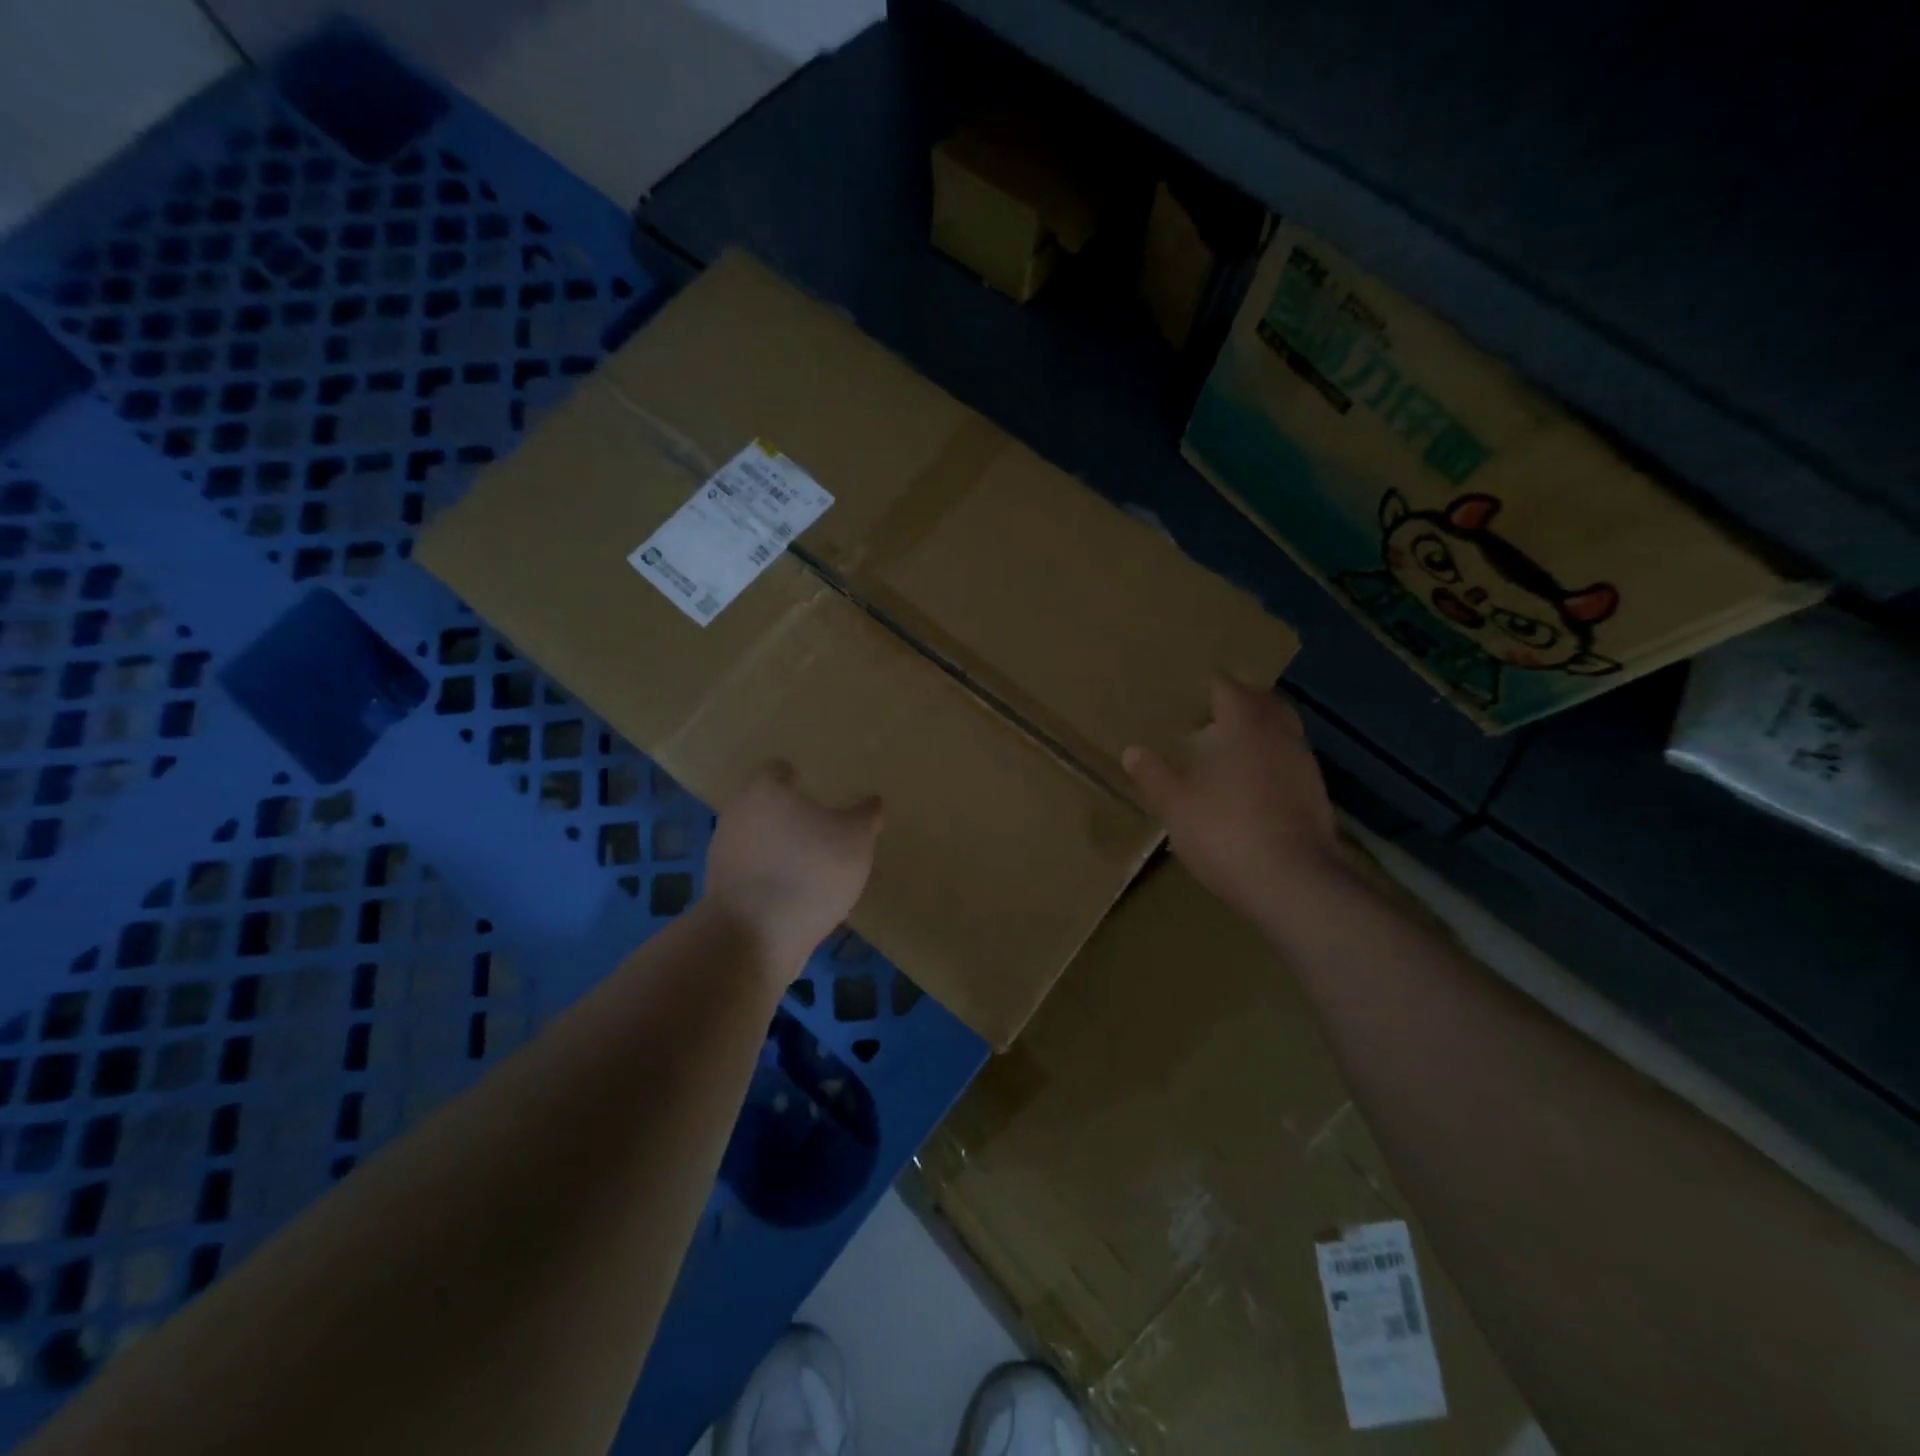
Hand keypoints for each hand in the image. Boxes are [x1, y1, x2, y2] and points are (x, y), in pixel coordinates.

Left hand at [705, 762, 881, 970]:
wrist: (755, 934)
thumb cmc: (810, 870)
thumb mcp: (856, 839)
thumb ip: (865, 816)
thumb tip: (872, 801)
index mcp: (766, 790)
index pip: (777, 769)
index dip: (796, 777)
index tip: (814, 789)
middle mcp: (737, 813)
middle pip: (764, 804)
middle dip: (788, 814)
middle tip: (819, 828)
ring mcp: (723, 852)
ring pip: (756, 839)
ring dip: (778, 848)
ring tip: (811, 866)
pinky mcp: (720, 888)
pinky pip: (751, 872)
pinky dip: (770, 877)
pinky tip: (794, 894)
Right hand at [1123, 677, 1346, 920]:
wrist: (1293, 884)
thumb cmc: (1226, 832)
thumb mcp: (1177, 806)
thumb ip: (1154, 776)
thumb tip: (1132, 751)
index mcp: (1246, 728)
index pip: (1230, 690)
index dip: (1214, 685)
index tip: (1196, 686)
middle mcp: (1280, 738)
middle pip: (1266, 705)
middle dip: (1245, 702)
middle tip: (1217, 708)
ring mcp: (1304, 768)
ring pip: (1283, 735)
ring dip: (1262, 733)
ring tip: (1234, 745)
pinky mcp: (1316, 799)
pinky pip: (1290, 765)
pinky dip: (1272, 763)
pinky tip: (1255, 785)